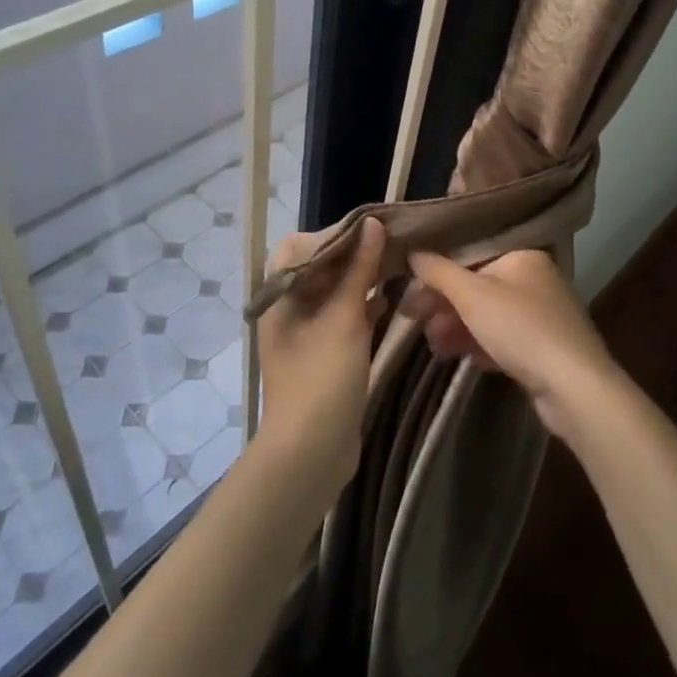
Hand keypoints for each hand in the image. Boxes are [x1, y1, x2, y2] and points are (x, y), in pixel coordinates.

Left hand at [253, 217, 385, 495]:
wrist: (311, 451)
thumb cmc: (322, 376)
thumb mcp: (344, 317)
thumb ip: (359, 268)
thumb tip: (373, 224)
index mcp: (280, 296)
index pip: (300, 246)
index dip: (333, 235)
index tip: (370, 232)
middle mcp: (288, 309)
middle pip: (319, 267)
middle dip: (353, 254)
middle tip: (391, 245)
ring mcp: (306, 333)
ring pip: (334, 292)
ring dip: (361, 280)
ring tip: (396, 267)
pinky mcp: (324, 354)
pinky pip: (343, 318)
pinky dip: (363, 306)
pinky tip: (389, 301)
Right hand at [404, 248, 619, 440]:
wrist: (574, 388)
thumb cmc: (521, 329)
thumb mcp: (472, 295)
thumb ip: (438, 271)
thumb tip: (413, 251)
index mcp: (523, 255)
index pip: (471, 254)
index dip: (438, 271)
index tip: (410, 290)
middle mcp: (535, 279)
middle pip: (478, 285)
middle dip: (445, 305)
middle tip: (414, 320)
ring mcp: (542, 315)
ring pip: (489, 315)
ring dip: (458, 327)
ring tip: (434, 345)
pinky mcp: (544, 348)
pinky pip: (503, 339)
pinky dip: (481, 344)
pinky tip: (463, 357)